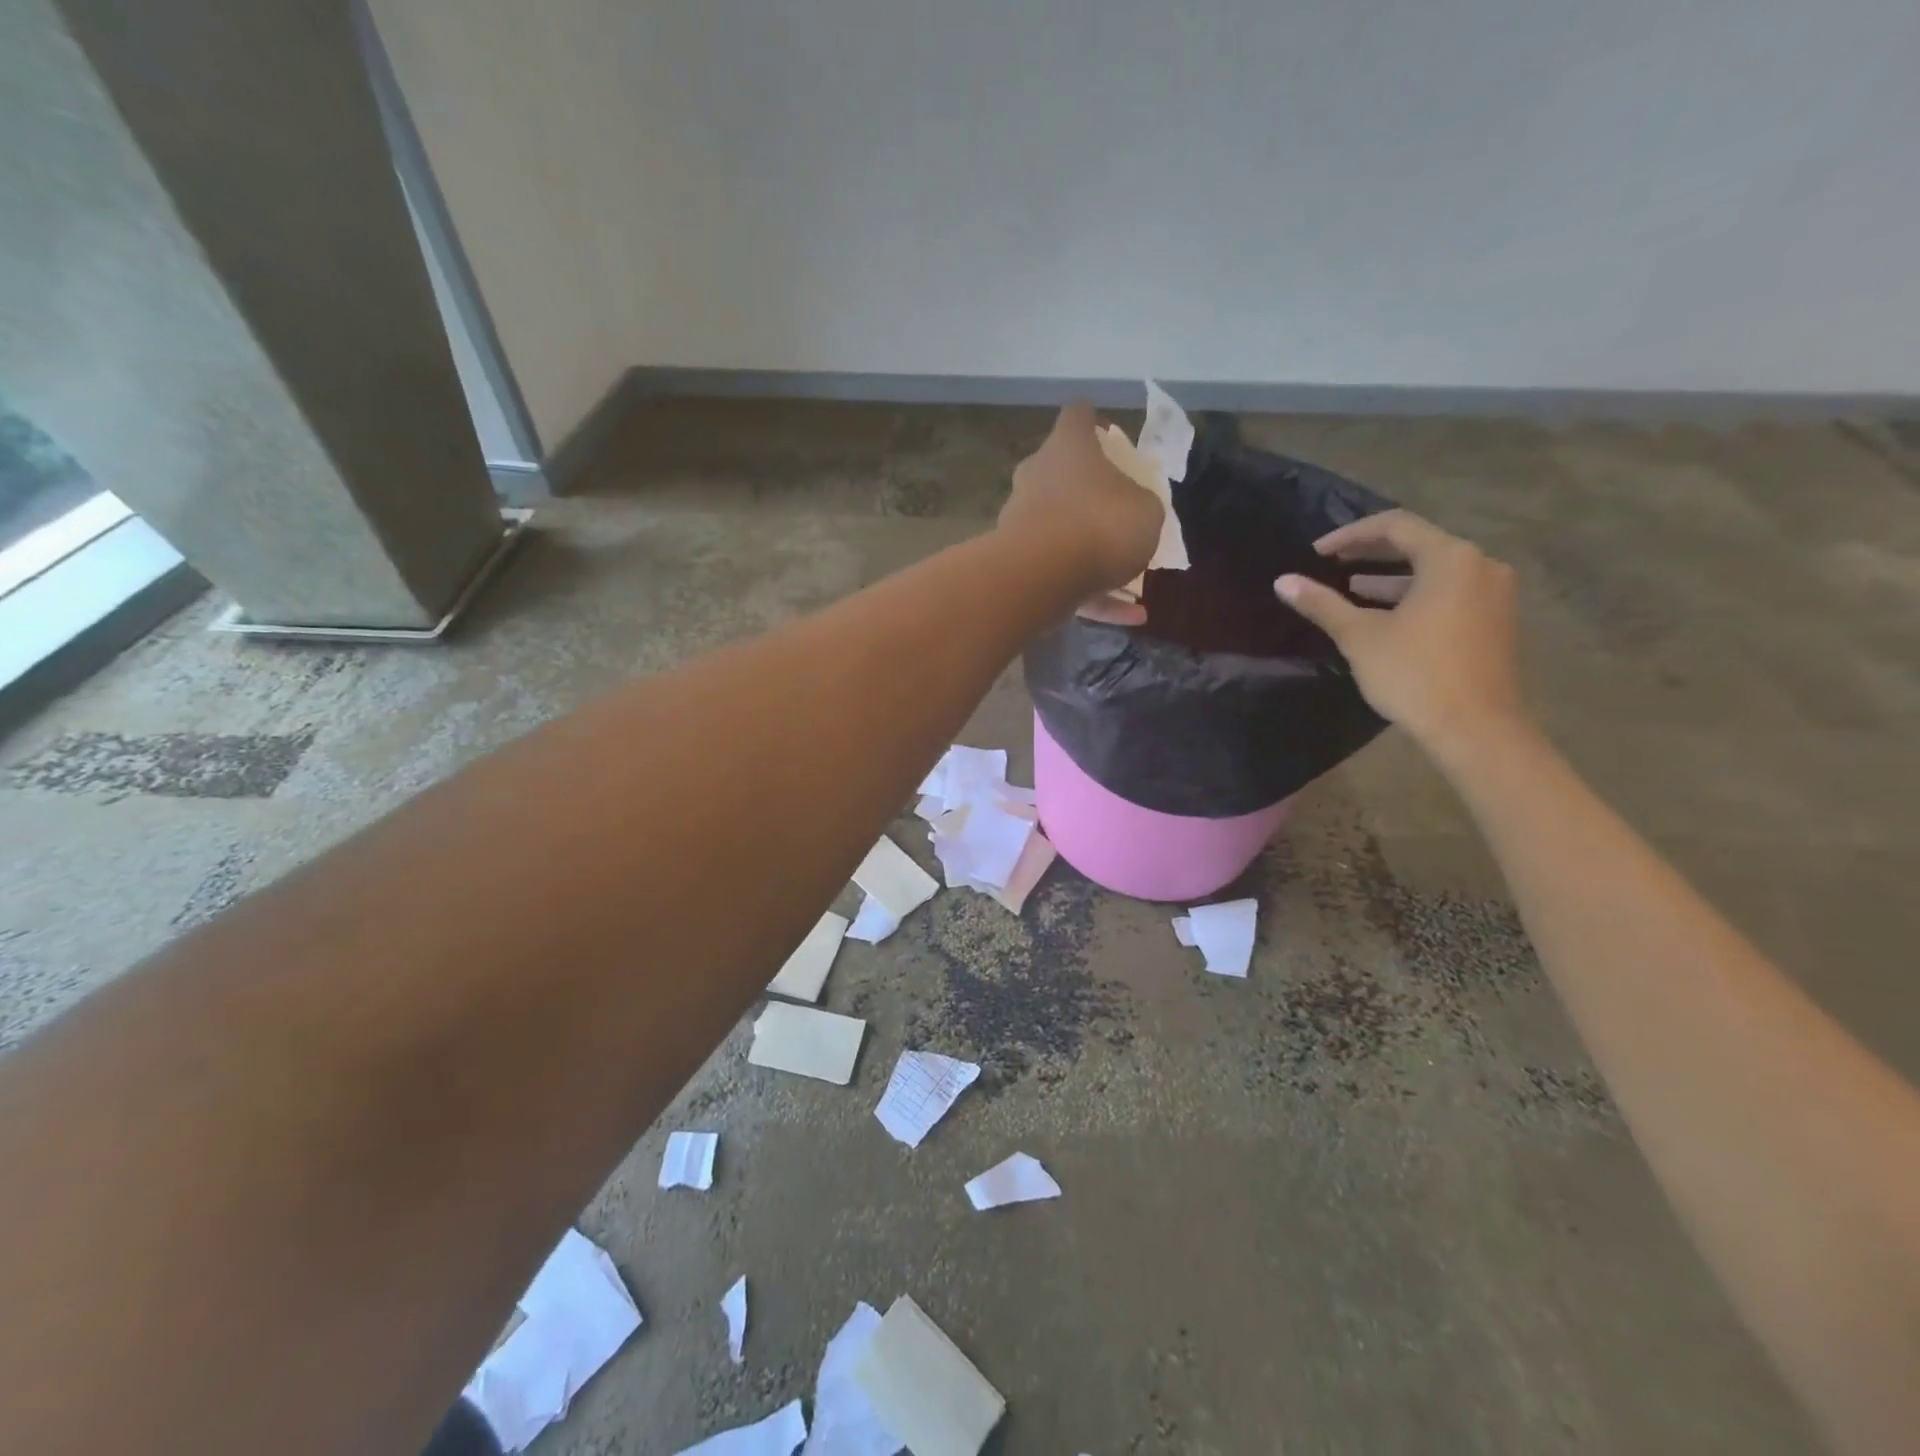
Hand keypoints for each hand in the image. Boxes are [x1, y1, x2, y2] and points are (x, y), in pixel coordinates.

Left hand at [1000, 402, 1163, 624]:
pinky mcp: (1019, 566)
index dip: (1095, 423)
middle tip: (1121, 509)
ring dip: (1093, 553)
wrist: (1042, 576)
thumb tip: (1132, 511)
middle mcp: (1037, 478)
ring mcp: (1022, 523)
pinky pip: (1063, 578)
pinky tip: (1131, 616)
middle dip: (1089, 493)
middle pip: (1062, 475)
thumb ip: (1141, 505)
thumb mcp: (1147, 511)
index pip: (1078, 417)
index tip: (1110, 434)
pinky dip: (1094, 595)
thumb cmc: (1101, 524)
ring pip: (1062, 533)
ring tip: (1134, 579)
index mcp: (1068, 448)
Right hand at [1274, 510, 1526, 757]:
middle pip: (1419, 544)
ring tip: (1351, 589)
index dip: (1350, 534)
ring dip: (1391, 577)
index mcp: (1450, 559)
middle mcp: (1480, 565)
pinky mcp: (1495, 620)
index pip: (1395, 526)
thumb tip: (1283, 581)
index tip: (1317, 553)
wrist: (1475, 728)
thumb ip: (1322, 604)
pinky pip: (1449, 591)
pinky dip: (1414, 595)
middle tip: (1331, 564)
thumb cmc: (1414, 674)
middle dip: (1371, 553)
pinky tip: (1385, 615)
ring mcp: (1493, 593)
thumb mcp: (1360, 636)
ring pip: (1435, 571)